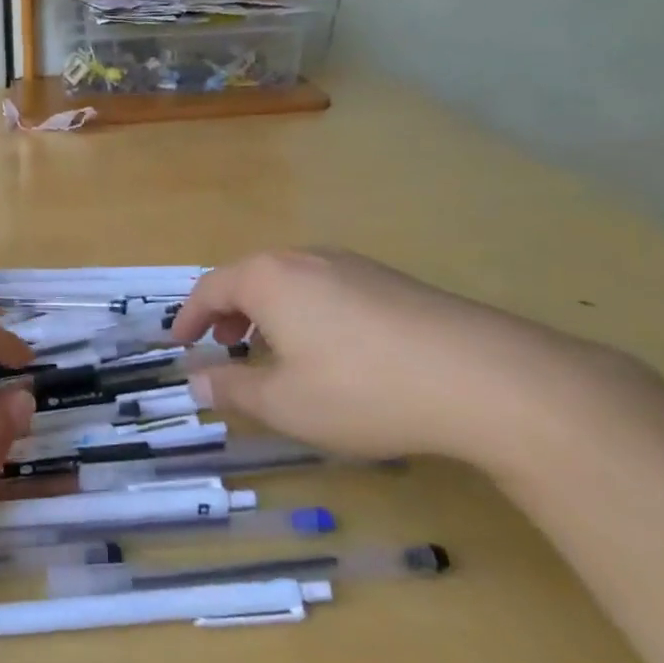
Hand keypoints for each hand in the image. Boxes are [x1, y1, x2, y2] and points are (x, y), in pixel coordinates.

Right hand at [171, 250, 639, 466]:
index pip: (210, 288)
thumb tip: (196, 381)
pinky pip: (329, 289)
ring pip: (292, 282)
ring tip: (274, 351)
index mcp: (269, 279)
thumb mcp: (284, 403)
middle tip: (224, 346)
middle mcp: (306, 259)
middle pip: (251, 277)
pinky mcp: (393, 282)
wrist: (486, 378)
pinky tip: (331, 351)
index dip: (189, 317)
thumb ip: (232, 389)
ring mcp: (354, 265)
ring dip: (269, 312)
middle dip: (229, 312)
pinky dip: (307, 313)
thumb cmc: (362, 390)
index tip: (178, 343)